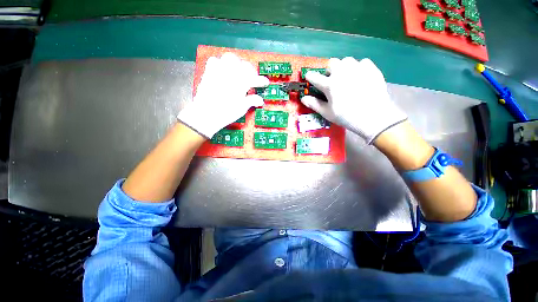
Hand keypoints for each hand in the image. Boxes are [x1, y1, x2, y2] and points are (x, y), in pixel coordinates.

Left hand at [178, 53, 268, 138]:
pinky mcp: (209, 72)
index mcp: (241, 83)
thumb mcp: (242, 108)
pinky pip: (214, 60)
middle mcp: (231, 74)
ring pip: (230, 58)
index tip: (265, 82)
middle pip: (244, 64)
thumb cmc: (226, 113)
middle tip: (250, 77)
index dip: (261, 80)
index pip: (255, 78)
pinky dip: (219, 63)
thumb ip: (252, 101)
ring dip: (235, 63)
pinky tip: (221, 71)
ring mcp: (219, 71)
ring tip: (236, 71)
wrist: (206, 114)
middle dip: (249, 70)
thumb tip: (260, 100)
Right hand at [301, 57, 406, 143]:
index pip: (314, 76)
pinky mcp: (371, 68)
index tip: (310, 78)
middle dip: (330, 71)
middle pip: (331, 63)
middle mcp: (341, 72)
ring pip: (346, 61)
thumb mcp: (327, 113)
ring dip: (343, 68)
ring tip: (347, 78)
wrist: (374, 116)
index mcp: (329, 84)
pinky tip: (360, 78)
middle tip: (332, 81)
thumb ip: (314, 104)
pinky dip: (359, 68)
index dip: (310, 77)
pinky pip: (362, 63)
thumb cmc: (346, 117)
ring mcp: (357, 68)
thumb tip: (303, 98)